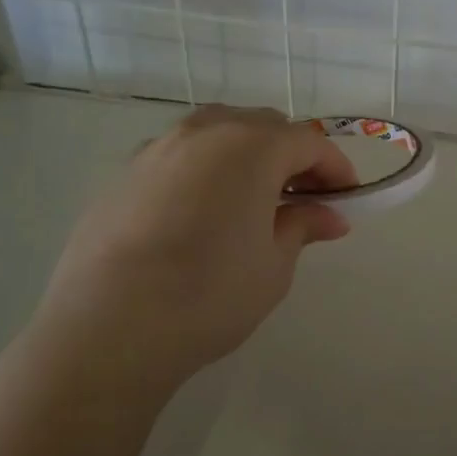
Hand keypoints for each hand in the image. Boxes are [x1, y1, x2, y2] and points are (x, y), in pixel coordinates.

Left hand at [30, 106, 356, 389]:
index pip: (308, 141)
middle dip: (292, 155)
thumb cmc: (210, 294)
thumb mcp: (274, 265)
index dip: (336, 167)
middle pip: (263, 126)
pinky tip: (203, 214)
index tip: (348, 198)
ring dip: (247, 156)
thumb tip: (330, 216)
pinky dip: (206, 170)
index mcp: (251, 147)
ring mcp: (157, 149)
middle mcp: (204, 133)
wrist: (108, 329)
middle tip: (304, 199)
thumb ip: (303, 226)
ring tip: (254, 202)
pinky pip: (181, 156)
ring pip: (218, 133)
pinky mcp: (123, 174)